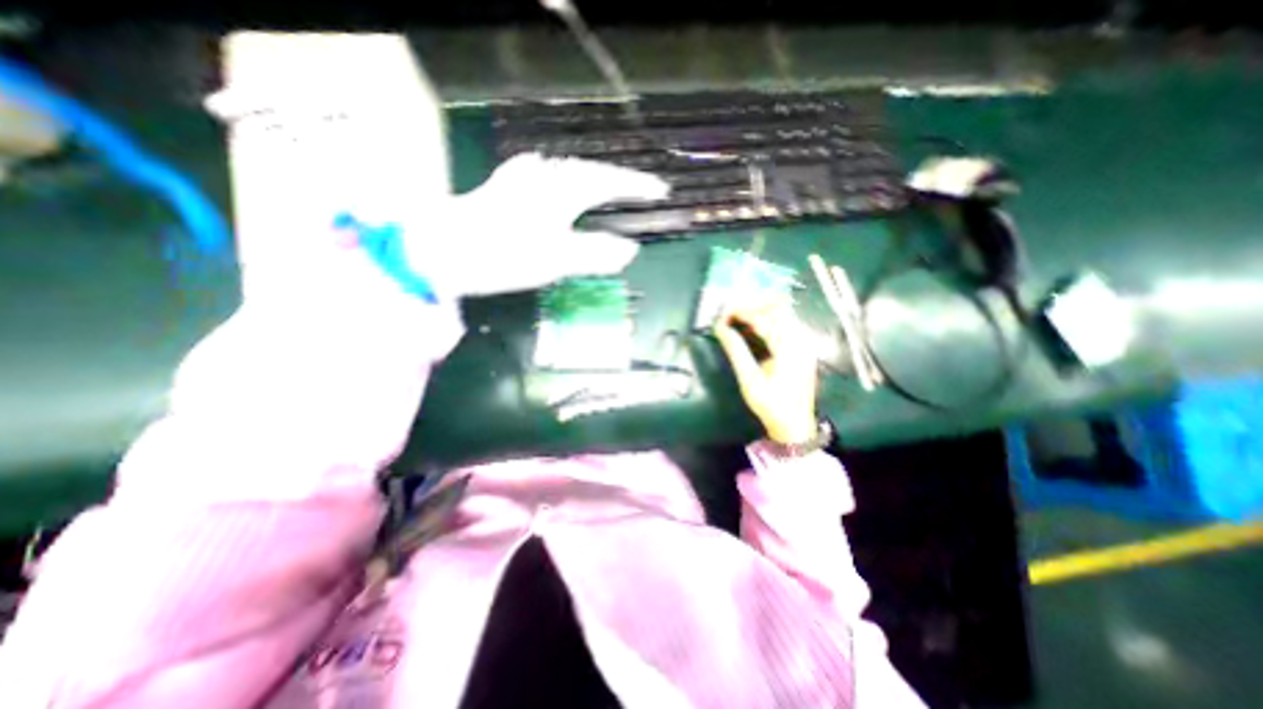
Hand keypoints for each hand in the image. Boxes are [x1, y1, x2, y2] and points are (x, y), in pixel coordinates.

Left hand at [408, 151, 669, 294]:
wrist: (446, 249)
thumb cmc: (506, 253)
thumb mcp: (558, 260)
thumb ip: (597, 253)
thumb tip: (631, 251)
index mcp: (563, 189)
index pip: (610, 182)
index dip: (637, 186)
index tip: (661, 190)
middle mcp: (546, 176)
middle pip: (592, 171)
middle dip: (618, 179)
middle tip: (639, 189)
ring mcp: (523, 179)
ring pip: (569, 171)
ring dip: (592, 177)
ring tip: (607, 186)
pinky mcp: (506, 188)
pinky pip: (546, 176)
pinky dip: (562, 180)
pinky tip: (555, 180)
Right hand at [709, 299, 819, 443]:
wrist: (795, 425)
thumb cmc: (771, 405)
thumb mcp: (749, 381)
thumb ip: (736, 351)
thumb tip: (720, 328)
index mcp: (789, 349)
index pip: (763, 319)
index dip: (740, 313)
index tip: (722, 315)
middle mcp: (801, 340)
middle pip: (777, 308)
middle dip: (751, 305)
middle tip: (730, 312)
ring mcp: (804, 342)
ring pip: (783, 312)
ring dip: (760, 309)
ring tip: (738, 316)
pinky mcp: (803, 346)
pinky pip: (786, 322)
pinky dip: (768, 318)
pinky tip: (754, 325)